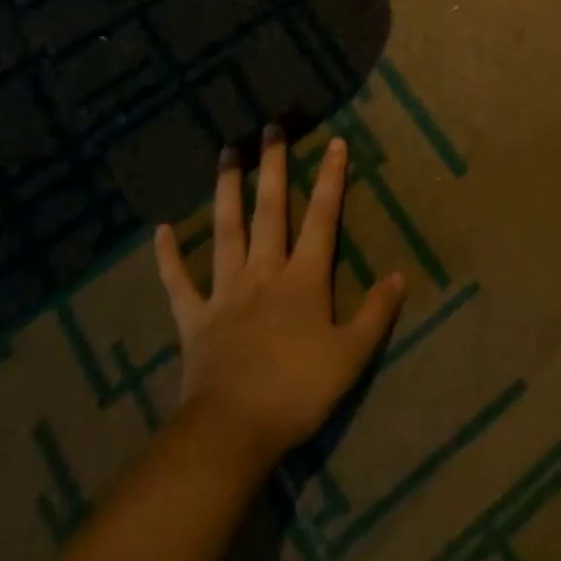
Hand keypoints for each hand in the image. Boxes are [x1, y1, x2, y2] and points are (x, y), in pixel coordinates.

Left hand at [154, 125, 404, 472]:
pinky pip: (178, 283)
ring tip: (226, 153)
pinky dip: (168, 257)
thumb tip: (399, 275)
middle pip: (270, 210)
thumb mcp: (351, 356)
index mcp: (303, 279)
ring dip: (226, 190)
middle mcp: (264, 272)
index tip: (335, 142)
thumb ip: (376, 313)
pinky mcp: (194, 318)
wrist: (232, 433)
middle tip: (270, 127)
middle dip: (273, 166)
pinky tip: (161, 231)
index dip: (331, 179)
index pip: (323, 218)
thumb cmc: (297, 392)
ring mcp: (225, 292)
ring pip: (226, 230)